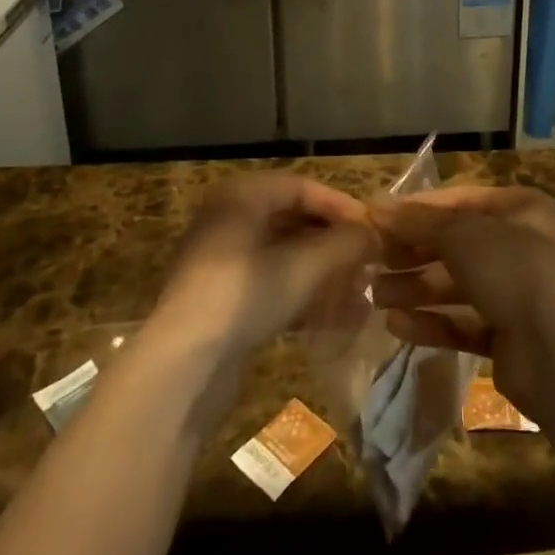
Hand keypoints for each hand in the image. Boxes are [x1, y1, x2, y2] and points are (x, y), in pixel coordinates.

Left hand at [155, 173, 374, 365]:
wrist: (181, 367)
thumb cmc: (244, 296)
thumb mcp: (303, 267)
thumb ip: (344, 244)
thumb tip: (373, 234)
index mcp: (241, 195)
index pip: (302, 187)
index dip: (341, 206)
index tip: (373, 229)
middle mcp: (228, 218)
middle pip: (292, 218)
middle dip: (332, 240)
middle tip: (367, 259)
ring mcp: (221, 259)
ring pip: (282, 253)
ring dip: (320, 269)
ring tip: (356, 288)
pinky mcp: (221, 298)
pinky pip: (269, 281)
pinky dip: (299, 291)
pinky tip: (330, 315)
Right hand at [368, 186, 554, 416]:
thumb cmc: (515, 269)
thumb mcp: (463, 233)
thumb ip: (418, 221)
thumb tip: (375, 205)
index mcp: (520, 209)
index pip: (459, 201)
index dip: (417, 209)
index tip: (376, 219)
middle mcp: (520, 247)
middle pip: (455, 244)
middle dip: (412, 252)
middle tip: (371, 260)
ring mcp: (516, 295)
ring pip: (456, 286)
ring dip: (416, 288)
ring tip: (375, 295)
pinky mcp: (508, 339)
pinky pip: (462, 324)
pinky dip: (432, 323)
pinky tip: (397, 325)